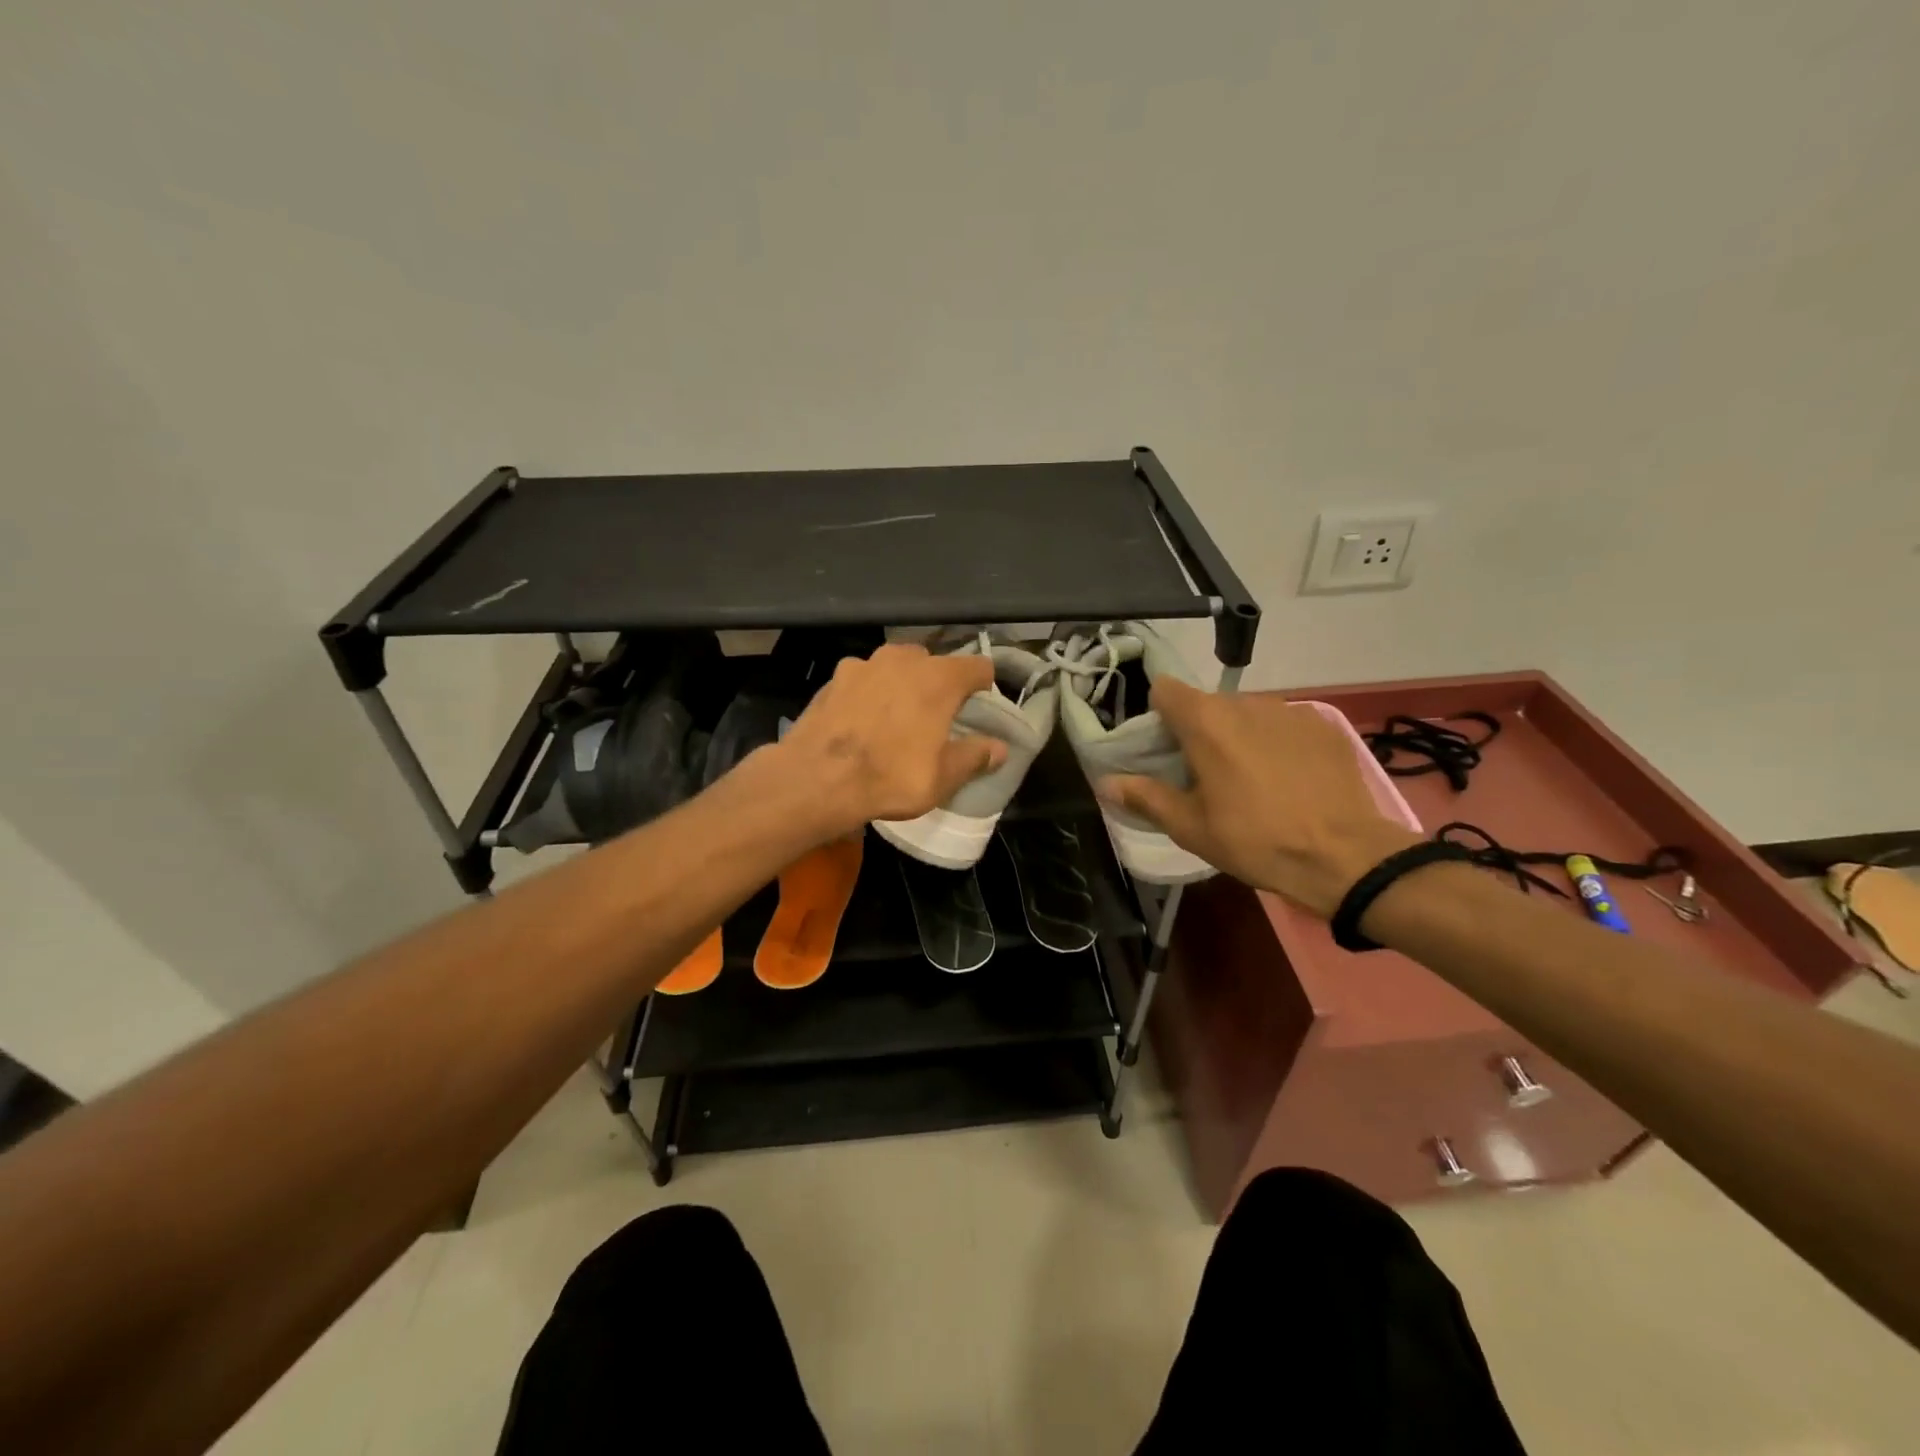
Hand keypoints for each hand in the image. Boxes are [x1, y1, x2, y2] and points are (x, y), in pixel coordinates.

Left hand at [774, 643, 1007, 837]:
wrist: (816, 779)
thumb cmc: (890, 777)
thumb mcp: (943, 777)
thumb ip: (975, 756)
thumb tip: (999, 748)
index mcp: (939, 677)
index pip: (978, 666)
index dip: (983, 686)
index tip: (978, 708)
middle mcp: (904, 659)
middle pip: (934, 663)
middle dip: (939, 685)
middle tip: (936, 718)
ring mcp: (864, 663)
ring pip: (896, 667)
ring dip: (902, 685)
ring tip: (896, 719)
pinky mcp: (834, 677)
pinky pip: (864, 679)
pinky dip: (870, 693)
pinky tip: (862, 722)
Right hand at [1097, 682, 1419, 916]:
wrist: (1346, 857)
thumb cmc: (1256, 840)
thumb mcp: (1190, 828)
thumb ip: (1145, 797)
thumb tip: (1107, 783)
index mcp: (1206, 722)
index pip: (1166, 690)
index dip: (1158, 717)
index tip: (1164, 751)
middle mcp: (1247, 703)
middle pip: (1207, 704)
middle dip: (1199, 731)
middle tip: (1205, 776)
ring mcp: (1290, 711)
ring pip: (1247, 714)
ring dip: (1239, 736)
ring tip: (1251, 780)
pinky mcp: (1323, 726)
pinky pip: (1283, 725)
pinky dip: (1276, 743)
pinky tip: (1289, 780)